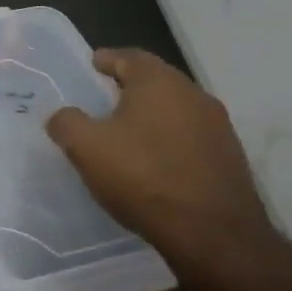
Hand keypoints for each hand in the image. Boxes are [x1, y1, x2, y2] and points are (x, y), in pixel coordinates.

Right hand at [46, 49, 276, 271]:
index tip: (92, 65)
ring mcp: (217, 126)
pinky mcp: (229, 156)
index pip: (129, 57)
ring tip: (127, 132)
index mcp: (159, 82)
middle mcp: (194, 94)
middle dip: (129, 86)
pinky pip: (190, 136)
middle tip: (104, 98)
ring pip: (175, 108)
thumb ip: (66, 122)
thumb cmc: (144, 177)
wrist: (213, 233)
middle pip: (155, 80)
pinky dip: (169, 139)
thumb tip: (62, 115)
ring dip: (151, 114)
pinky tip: (155, 161)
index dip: (107, 59)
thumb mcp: (86, 148)